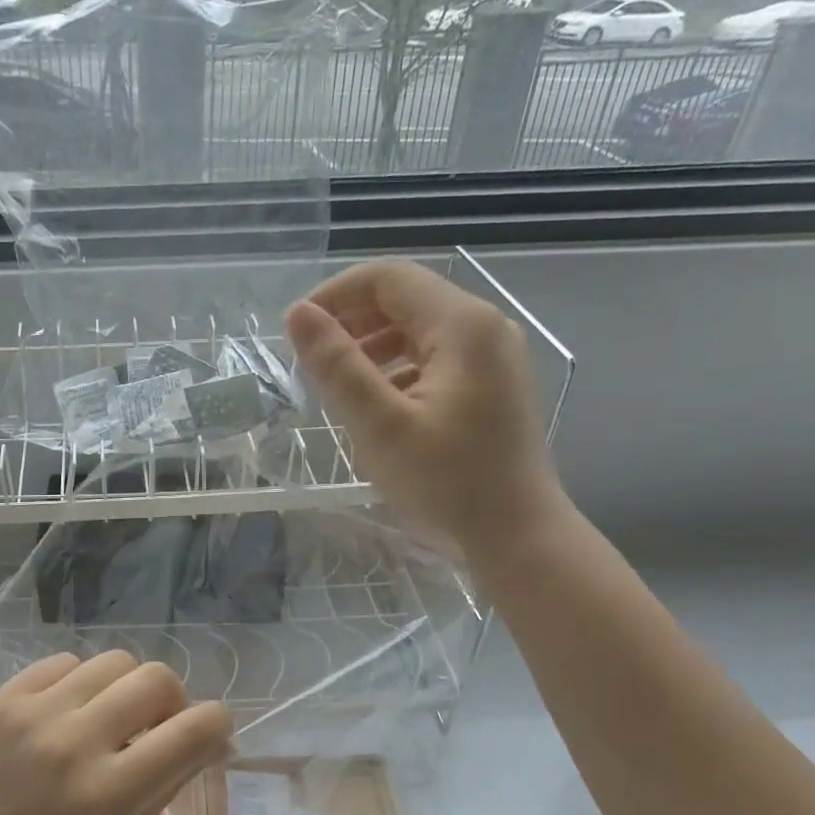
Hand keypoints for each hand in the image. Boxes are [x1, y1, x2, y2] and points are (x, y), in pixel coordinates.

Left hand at [0, 652, 233, 814]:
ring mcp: (35, 713)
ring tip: (111, 715)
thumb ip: (174, 777)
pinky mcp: (6, 697)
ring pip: (114, 661)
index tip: (212, 731)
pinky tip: (71, 710)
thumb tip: (214, 735)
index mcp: (110, 791)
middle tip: (159, 726)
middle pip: (156, 679)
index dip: (217, 723)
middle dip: (173, 700)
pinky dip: (81, 682)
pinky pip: (66, 662)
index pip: (192, 730)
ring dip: (127, 687)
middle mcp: (75, 742)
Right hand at [286, 260, 567, 563]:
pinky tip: (375, 407)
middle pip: (404, 300)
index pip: (387, 278)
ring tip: (336, 385)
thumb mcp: (381, 426)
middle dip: (351, 322)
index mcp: (461, 325)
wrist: (517, 535)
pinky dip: (396, 370)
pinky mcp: (490, 385)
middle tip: (310, 362)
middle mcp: (483, 328)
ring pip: (417, 331)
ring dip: (371, 347)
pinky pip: (433, 359)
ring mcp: (491, 357)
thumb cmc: (448, 482)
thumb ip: (337, 366)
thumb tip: (299, 316)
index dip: (335, 295)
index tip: (297, 331)